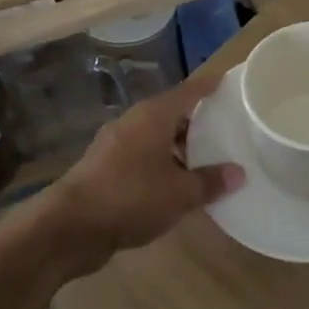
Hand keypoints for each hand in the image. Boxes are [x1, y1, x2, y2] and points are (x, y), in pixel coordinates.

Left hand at [47, 66, 244, 261]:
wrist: (70, 226)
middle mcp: (133, 122)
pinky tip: (176, 185)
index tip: (228, 82)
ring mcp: (115, 144)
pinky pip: (142, 157)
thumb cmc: (131, 197)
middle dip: (197, 121)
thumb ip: (210, 181)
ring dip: (178, 147)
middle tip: (226, 129)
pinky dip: (161, 164)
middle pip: (171, 113)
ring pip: (155, 137)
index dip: (209, 87)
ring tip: (206, 161)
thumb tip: (238, 173)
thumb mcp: (180, 193)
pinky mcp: (104, 168)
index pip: (188, 91)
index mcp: (153, 115)